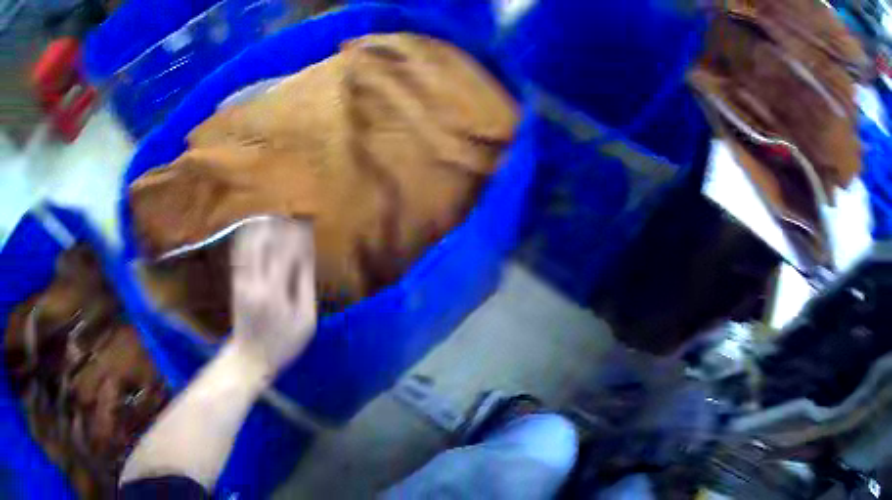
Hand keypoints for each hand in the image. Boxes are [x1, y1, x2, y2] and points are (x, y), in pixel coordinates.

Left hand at [229, 217, 316, 380]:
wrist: (249, 358)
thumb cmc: (283, 343)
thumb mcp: (305, 321)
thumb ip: (305, 286)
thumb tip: (307, 255)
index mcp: (275, 291)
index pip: (286, 250)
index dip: (297, 234)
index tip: (306, 222)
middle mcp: (255, 281)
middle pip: (265, 241)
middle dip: (279, 224)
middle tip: (291, 214)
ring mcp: (242, 280)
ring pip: (249, 242)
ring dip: (262, 226)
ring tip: (276, 215)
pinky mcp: (236, 281)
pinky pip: (241, 252)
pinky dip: (249, 236)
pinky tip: (257, 228)